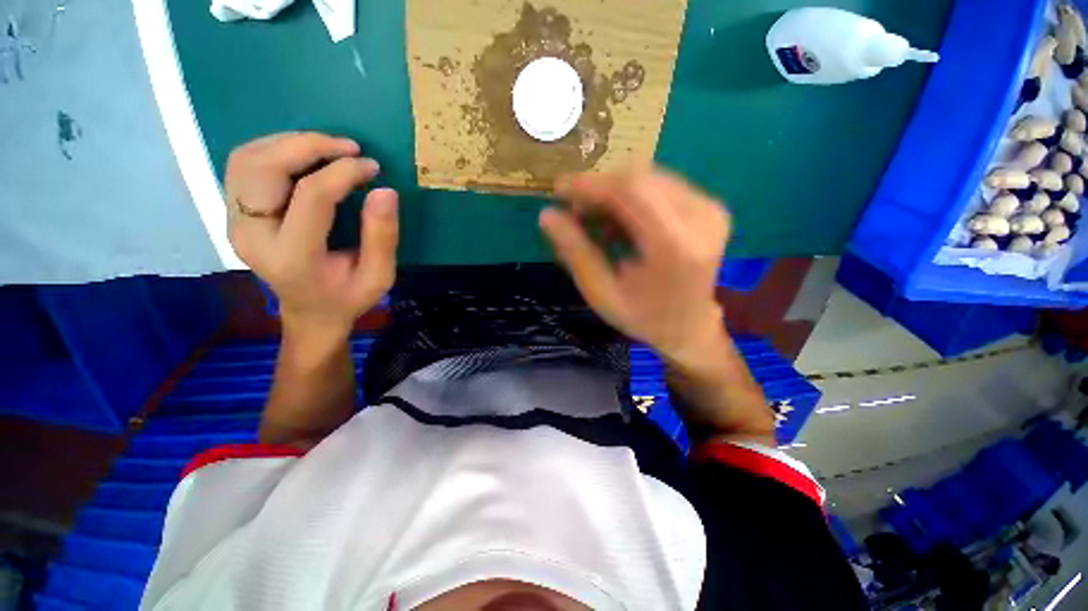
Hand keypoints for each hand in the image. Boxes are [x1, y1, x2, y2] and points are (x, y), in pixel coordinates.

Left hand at [225, 132, 398, 341]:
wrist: (310, 313)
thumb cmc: (348, 298)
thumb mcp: (379, 276)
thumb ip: (382, 237)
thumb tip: (385, 190)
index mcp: (293, 257)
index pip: (311, 197)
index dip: (343, 173)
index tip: (371, 167)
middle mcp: (252, 236)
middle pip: (264, 168)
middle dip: (308, 146)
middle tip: (348, 147)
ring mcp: (235, 223)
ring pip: (247, 159)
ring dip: (288, 143)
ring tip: (328, 147)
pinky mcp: (233, 215)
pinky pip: (243, 166)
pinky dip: (273, 150)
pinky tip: (303, 156)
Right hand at [539, 168, 728, 364]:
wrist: (690, 327)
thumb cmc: (642, 317)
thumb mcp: (601, 293)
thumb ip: (576, 252)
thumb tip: (547, 215)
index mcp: (675, 246)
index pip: (631, 191)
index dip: (590, 184)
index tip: (558, 189)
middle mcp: (701, 219)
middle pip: (640, 178)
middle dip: (599, 189)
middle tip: (573, 211)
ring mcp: (711, 209)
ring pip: (649, 178)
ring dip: (613, 193)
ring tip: (592, 221)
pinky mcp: (710, 207)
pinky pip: (660, 186)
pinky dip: (631, 199)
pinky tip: (617, 224)